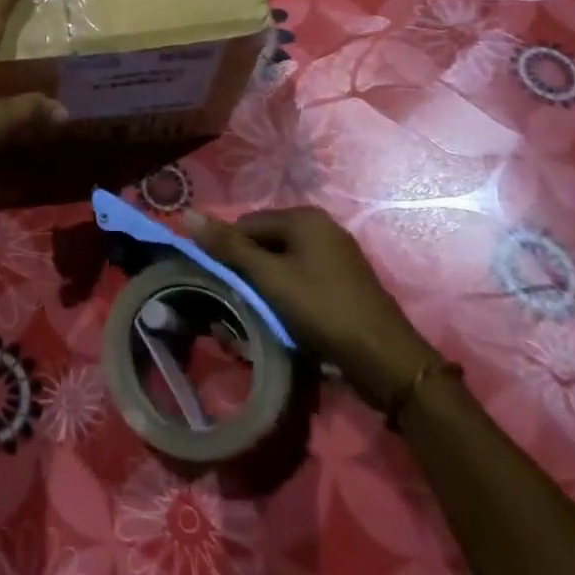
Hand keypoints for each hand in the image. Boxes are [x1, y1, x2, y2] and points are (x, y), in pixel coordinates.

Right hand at [186, 207, 435, 409]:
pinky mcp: (345, 280)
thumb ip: (229, 246)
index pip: (246, 225)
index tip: (224, 285)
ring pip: (283, 262)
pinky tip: (288, 318)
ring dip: (268, 285)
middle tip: (243, 303)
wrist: (387, 361)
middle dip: (250, 271)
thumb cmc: (323, 311)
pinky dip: (289, 294)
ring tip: (263, 314)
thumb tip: (187, 214)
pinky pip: (303, 277)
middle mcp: (321, 226)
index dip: (230, 253)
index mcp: (303, 217)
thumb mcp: (270, 278)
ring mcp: (337, 254)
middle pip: (265, 242)